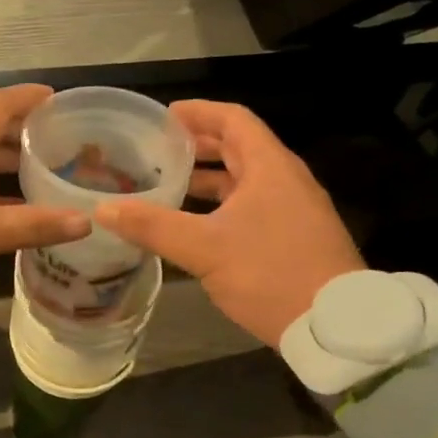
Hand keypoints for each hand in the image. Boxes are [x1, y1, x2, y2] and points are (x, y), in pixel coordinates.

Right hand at [95, 100, 363, 347]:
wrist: (334, 324)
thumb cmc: (270, 273)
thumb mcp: (204, 248)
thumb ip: (153, 226)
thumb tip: (103, 209)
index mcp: (269, 167)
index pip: (233, 119)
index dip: (198, 113)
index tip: (164, 117)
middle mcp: (286, 180)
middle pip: (239, 148)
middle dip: (199, 146)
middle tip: (158, 151)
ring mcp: (294, 210)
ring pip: (246, 181)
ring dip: (209, 179)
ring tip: (170, 186)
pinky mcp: (295, 237)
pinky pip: (253, 206)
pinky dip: (222, 206)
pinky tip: (197, 228)